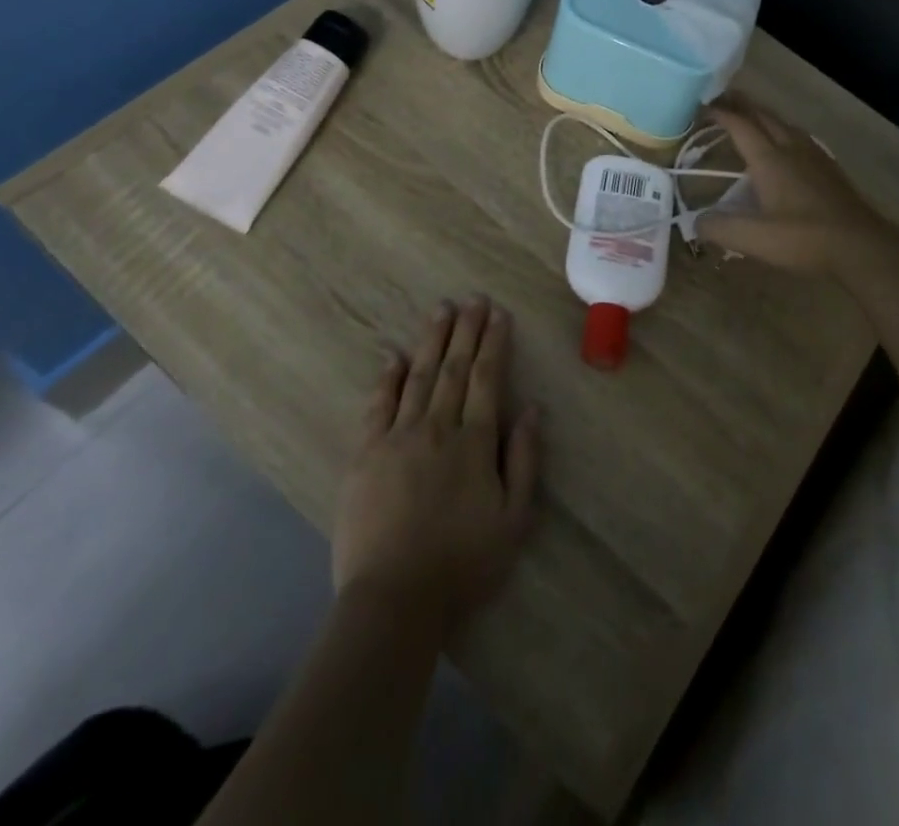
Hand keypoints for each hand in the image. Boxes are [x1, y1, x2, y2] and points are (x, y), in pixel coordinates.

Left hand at [333, 296, 540, 631]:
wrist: (394, 600)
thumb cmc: (462, 563)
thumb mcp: (514, 520)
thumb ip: (524, 460)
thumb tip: (533, 409)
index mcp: (475, 441)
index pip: (487, 378)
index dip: (494, 343)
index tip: (499, 314)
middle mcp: (438, 427)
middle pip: (454, 368)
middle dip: (466, 330)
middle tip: (472, 298)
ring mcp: (398, 437)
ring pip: (418, 376)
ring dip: (431, 340)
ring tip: (441, 310)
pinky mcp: (366, 454)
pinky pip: (378, 404)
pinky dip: (387, 376)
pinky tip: (393, 354)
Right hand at [696, 95, 898, 278]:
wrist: (862, 246)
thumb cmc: (805, 239)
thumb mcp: (754, 239)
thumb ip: (719, 228)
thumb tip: (695, 221)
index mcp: (770, 159)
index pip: (740, 125)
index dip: (720, 113)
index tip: (701, 106)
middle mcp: (791, 148)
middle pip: (763, 116)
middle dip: (741, 105)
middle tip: (721, 99)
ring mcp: (814, 156)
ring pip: (784, 124)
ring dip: (763, 116)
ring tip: (750, 117)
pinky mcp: (829, 169)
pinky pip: (799, 137)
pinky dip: (782, 131)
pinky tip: (785, 146)